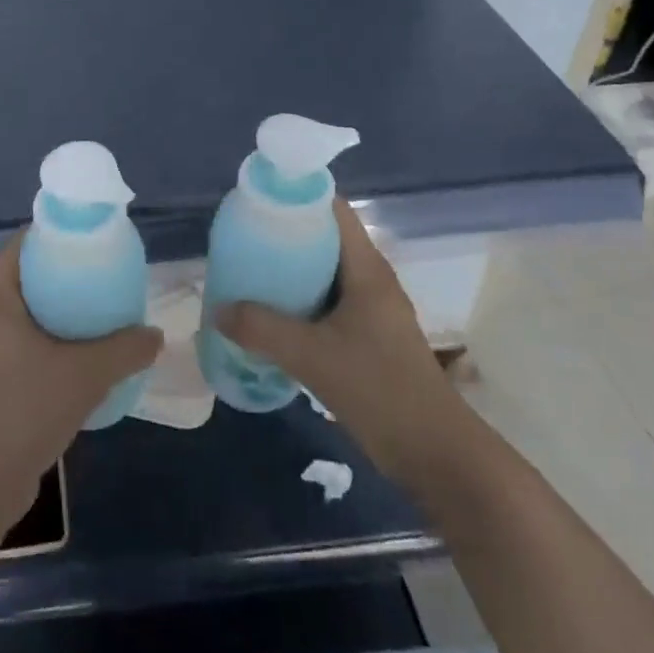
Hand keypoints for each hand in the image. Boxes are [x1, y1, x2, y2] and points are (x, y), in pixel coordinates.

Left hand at [0, 231, 161, 515]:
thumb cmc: (26, 408)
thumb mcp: (86, 373)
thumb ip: (126, 349)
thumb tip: (155, 335)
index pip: (19, 245)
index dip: (51, 233)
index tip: (87, 233)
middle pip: (26, 276)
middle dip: (63, 270)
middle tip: (103, 269)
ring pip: (29, 312)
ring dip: (61, 308)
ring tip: (102, 307)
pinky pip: (29, 340)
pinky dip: (55, 337)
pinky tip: (86, 352)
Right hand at [214, 200, 462, 483]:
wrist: (434, 453)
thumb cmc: (379, 389)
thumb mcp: (312, 356)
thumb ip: (262, 329)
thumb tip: (219, 310)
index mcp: (367, 269)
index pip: (333, 211)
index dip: (297, 199)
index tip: (258, 204)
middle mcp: (371, 281)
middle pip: (325, 240)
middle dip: (285, 238)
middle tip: (243, 242)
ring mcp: (372, 311)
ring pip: (325, 275)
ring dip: (290, 274)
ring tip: (249, 276)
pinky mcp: (369, 338)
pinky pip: (328, 304)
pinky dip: (300, 303)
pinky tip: (271, 319)